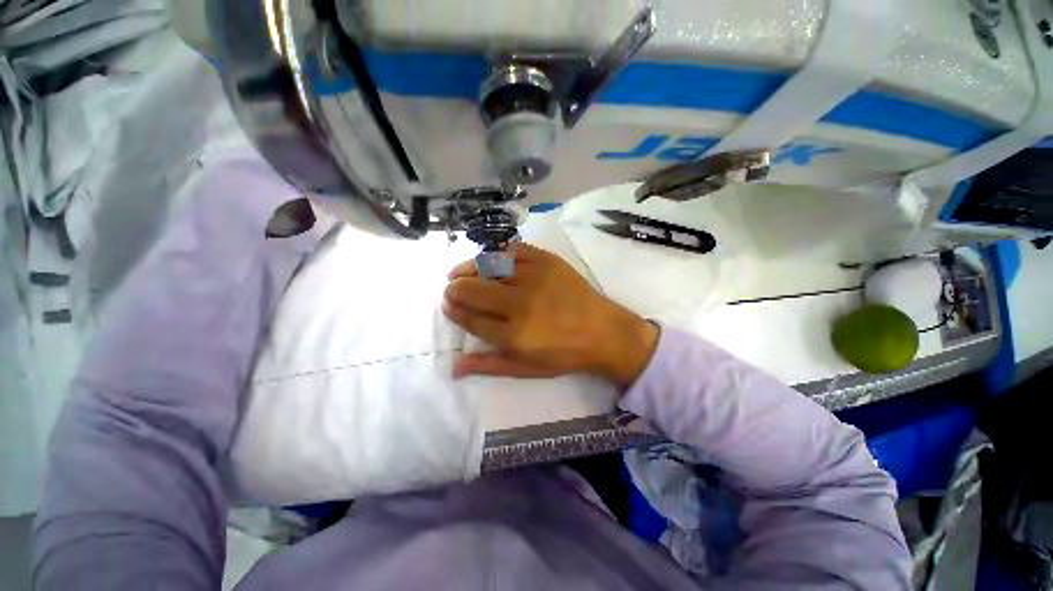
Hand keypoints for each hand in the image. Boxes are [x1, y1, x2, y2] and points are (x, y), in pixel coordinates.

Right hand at [442, 243, 657, 385]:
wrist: (603, 331)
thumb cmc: (564, 354)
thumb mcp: (526, 369)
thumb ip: (489, 366)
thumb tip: (454, 366)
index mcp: (514, 335)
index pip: (471, 319)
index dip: (454, 310)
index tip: (447, 305)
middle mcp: (520, 304)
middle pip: (474, 290)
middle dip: (455, 289)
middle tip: (450, 288)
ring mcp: (534, 278)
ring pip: (489, 266)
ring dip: (468, 268)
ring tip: (458, 271)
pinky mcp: (547, 261)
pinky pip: (513, 250)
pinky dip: (496, 253)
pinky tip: (488, 259)